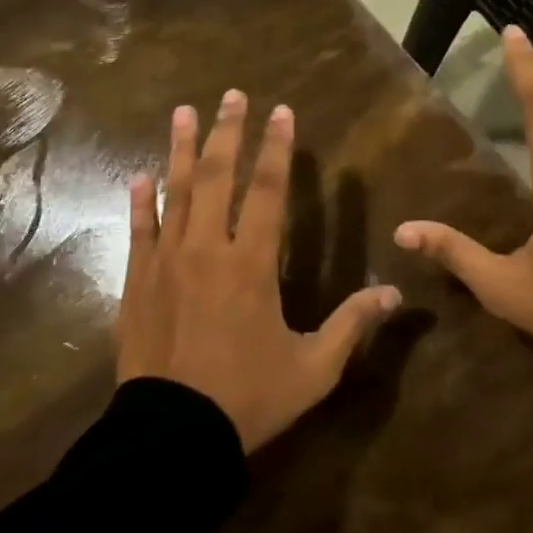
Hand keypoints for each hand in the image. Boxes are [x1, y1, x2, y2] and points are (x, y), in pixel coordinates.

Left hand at [118, 90, 402, 451]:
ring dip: (181, 150)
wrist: (172, 436)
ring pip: (175, 193)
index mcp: (251, 265)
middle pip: (218, 177)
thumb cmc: (247, 399)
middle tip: (232, 95)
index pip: (269, 191)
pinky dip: (140, 201)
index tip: (281, 112)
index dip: (277, 149)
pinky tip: (139, 175)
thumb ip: (352, 325)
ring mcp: (166, 263)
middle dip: (228, 133)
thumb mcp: (313, 368)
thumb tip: (395, 294)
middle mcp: (207, 250)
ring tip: (184, 112)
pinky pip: (139, 231)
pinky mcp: (137, 282)